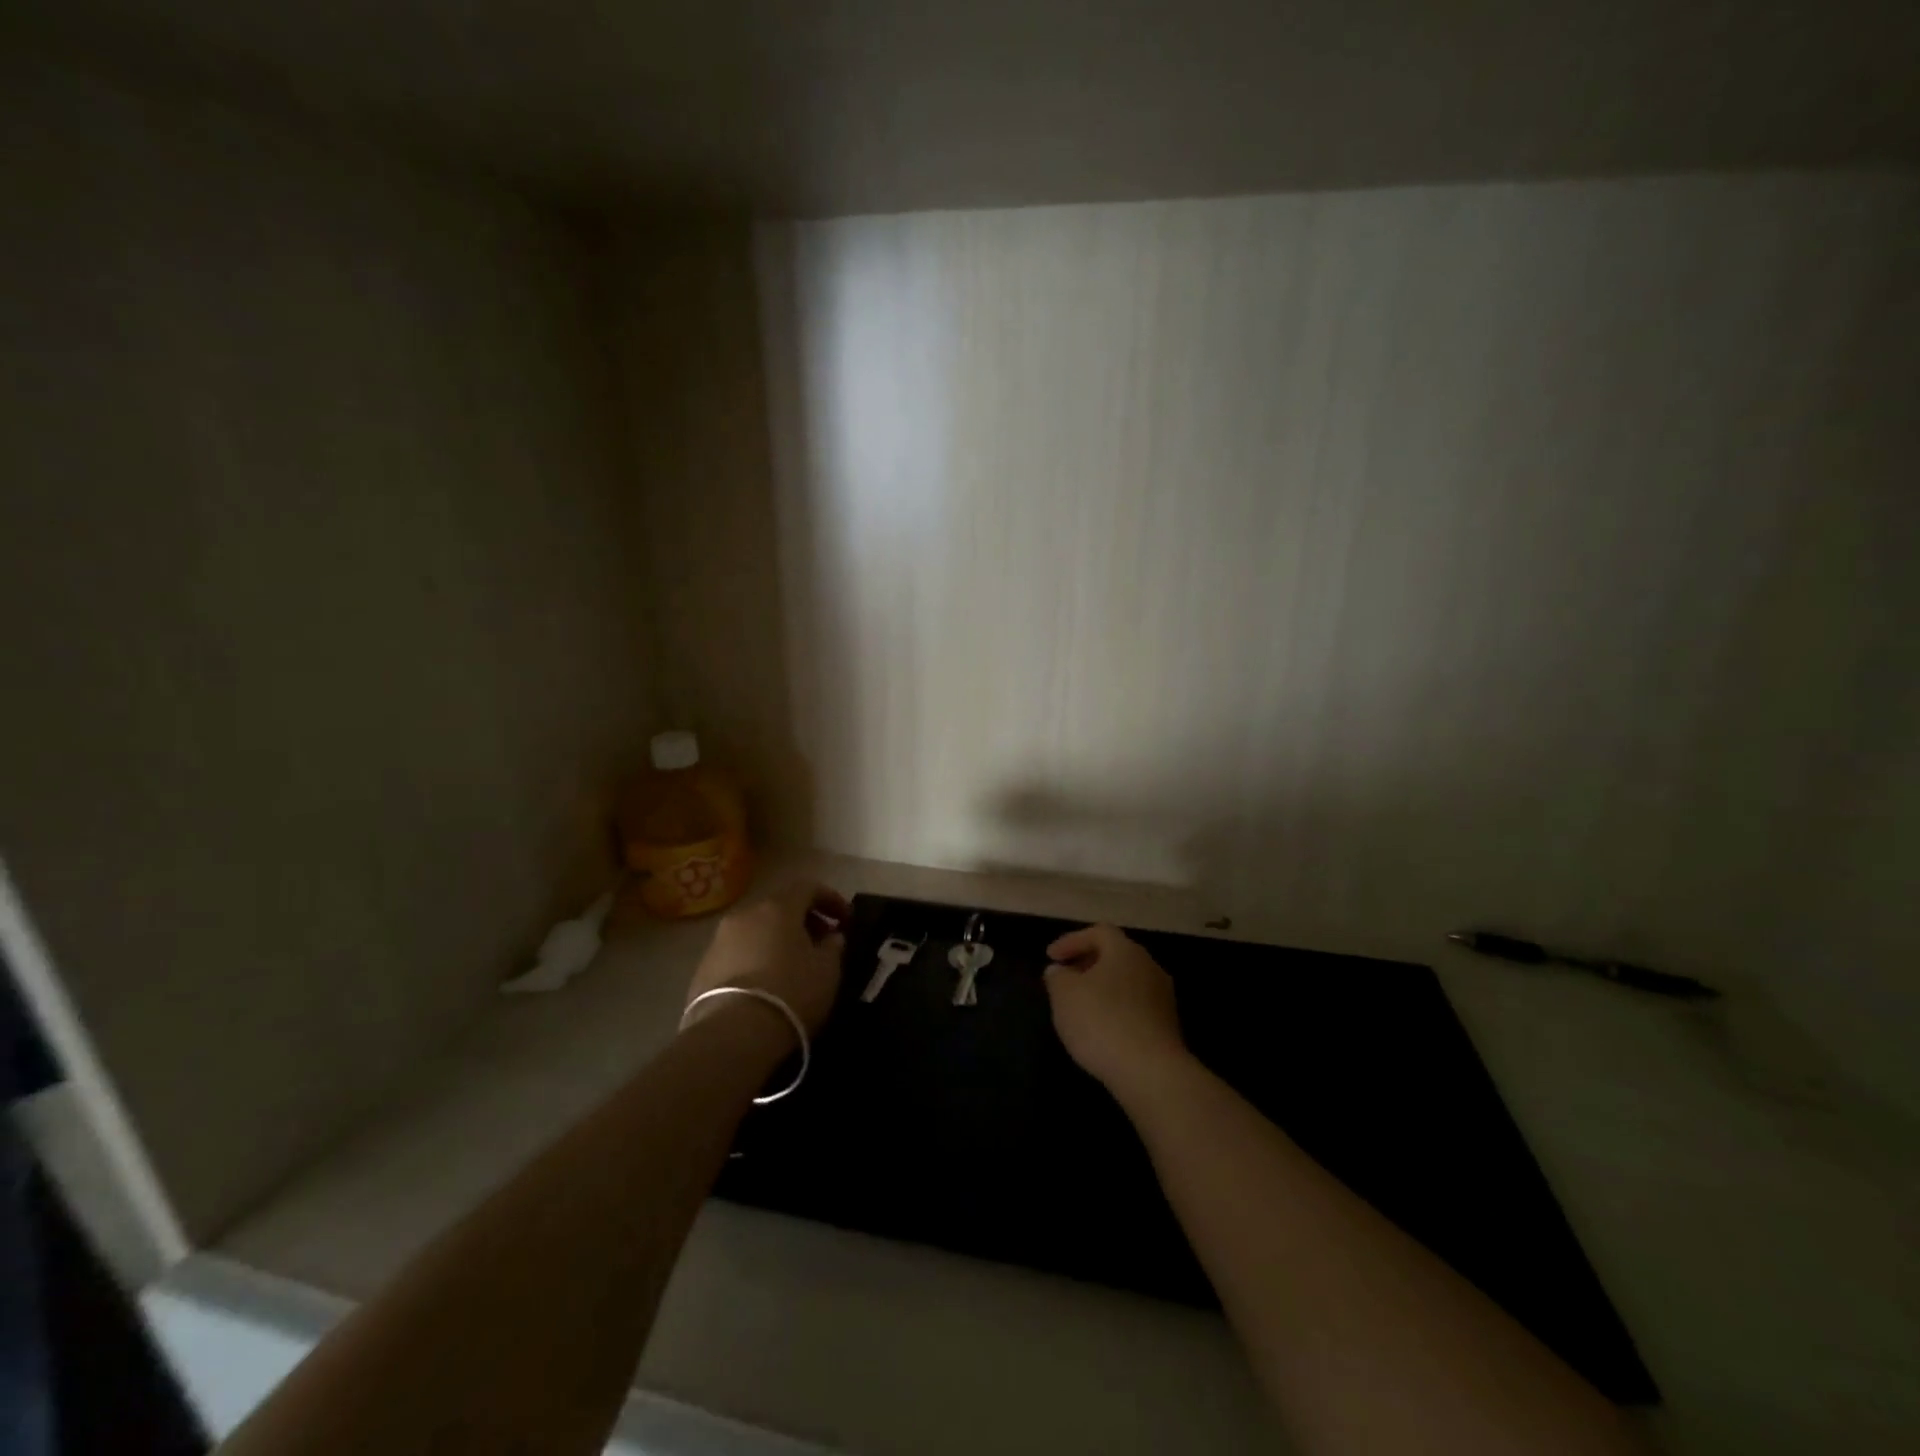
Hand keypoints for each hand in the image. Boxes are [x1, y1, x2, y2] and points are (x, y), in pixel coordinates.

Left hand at [684, 883, 848, 1038]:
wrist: (731, 1034)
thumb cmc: (790, 993)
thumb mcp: (827, 971)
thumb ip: (833, 946)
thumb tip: (831, 936)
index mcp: (778, 907)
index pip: (808, 887)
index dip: (831, 899)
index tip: (846, 920)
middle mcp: (745, 914)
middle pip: (779, 907)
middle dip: (803, 920)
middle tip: (821, 943)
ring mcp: (719, 940)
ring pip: (756, 930)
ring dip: (776, 940)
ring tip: (792, 966)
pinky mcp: (702, 968)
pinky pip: (738, 953)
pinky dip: (755, 959)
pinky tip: (765, 984)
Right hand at [1043, 924, 1190, 1098]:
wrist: (1150, 1072)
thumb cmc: (1102, 1021)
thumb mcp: (1064, 995)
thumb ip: (1058, 977)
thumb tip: (1059, 971)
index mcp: (1125, 950)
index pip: (1098, 932)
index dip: (1072, 941)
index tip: (1051, 958)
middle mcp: (1149, 966)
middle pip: (1115, 955)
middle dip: (1088, 964)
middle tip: (1066, 979)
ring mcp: (1162, 997)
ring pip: (1126, 982)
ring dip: (1103, 989)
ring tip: (1080, 1007)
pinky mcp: (1167, 1026)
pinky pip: (1136, 1007)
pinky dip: (1116, 1010)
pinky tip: (1101, 1030)